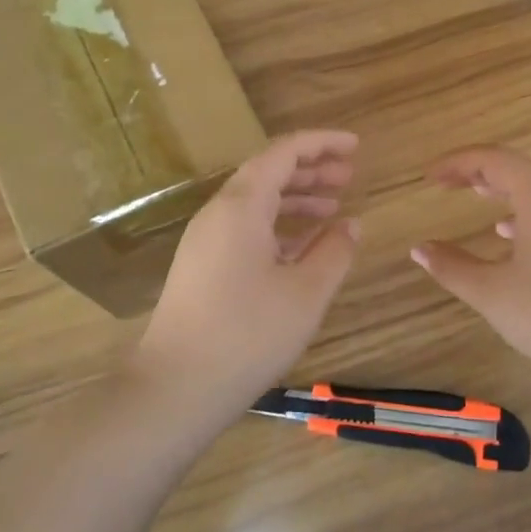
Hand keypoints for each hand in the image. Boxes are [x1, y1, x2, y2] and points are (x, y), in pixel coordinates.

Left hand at [133, 130, 360, 413]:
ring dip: (296, 199)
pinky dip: (278, 227)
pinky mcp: (202, 267)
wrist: (175, 387)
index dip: (322, 144)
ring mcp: (205, 241)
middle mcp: (218, 213)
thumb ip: (335, 251)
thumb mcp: (306, 293)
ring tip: (334, 209)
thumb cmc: (247, 334)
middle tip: (350, 176)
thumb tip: (351, 224)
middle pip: (268, 173)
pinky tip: (303, 248)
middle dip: (311, 170)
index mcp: (242, 206)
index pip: (284, 152)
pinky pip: (245, 229)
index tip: (355, 147)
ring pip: (256, 203)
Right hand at [411, 145, 530, 392]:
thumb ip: (450, 266)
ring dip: (500, 186)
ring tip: (472, 193)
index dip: (457, 162)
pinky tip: (504, 231)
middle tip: (445, 181)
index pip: (493, 160)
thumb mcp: (489, 290)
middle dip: (477, 169)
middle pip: (516, 167)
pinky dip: (519, 209)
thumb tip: (419, 249)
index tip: (429, 176)